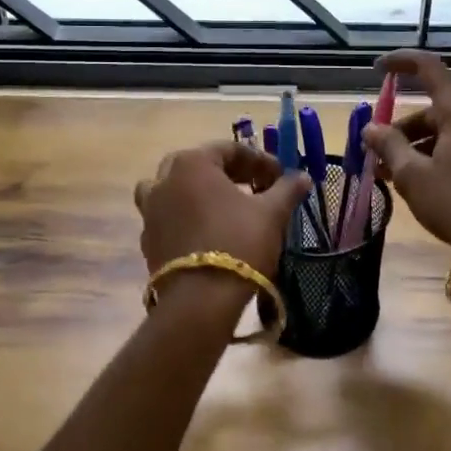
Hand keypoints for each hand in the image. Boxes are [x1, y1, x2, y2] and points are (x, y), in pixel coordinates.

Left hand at [134, 141, 312, 279]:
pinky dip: (187, 218)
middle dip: (229, 174)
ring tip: (225, 209)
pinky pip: (169, 218)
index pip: (229, 149)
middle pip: (200, 166)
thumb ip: (286, 190)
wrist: (200, 300)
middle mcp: (164, 179)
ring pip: (176, 190)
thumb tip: (302, 177)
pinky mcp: (147, 240)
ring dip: (200, 194)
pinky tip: (208, 234)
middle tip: (256, 189)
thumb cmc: (238, 243)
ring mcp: (150, 210)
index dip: (259, 161)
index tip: (280, 177)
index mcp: (192, 163)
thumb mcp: (271, 213)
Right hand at [362, 50, 450, 247]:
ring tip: (394, 177)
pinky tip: (422, 184)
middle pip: (432, 112)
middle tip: (378, 158)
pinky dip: (436, 158)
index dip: (402, 62)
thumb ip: (389, 146)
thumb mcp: (413, 176)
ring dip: (416, 149)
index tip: (378, 67)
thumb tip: (370, 128)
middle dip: (401, 131)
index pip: (429, 69)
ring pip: (445, 134)